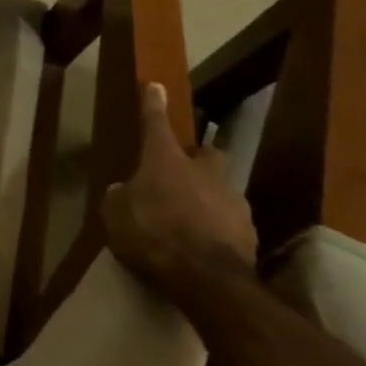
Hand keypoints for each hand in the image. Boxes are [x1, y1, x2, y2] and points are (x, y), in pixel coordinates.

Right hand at [105, 82, 255, 292]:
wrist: (208, 280)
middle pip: (206, 154)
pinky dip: (216, 227)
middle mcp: (203, 172)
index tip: (155, 86)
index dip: (152, 105)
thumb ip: (119, 198)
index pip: (156, 123)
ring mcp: (232, 201)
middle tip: (182, 171)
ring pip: (220, 188)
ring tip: (189, 218)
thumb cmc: (153, 234)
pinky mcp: (250, 232)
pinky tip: (203, 244)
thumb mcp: (116, 215)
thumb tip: (123, 191)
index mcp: (166, 160)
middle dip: (197, 158)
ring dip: (206, 197)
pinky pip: (228, 221)